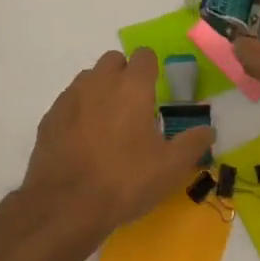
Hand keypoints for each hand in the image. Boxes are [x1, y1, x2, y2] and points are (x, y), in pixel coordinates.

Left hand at [17, 49, 214, 250]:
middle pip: (113, 60)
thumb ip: (192, 144)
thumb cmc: (125, 181)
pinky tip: (82, 140)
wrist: (65, 205)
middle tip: (133, 106)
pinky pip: (69, 101)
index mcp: (132, 87)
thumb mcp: (169, 168)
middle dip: (124, 74)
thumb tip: (209, 130)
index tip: (155, 89)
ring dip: (100, 90)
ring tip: (107, 123)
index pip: (144, 55)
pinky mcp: (50, 116)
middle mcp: (100, 82)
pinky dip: (78, 111)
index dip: (151, 68)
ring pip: (88, 78)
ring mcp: (71, 97)